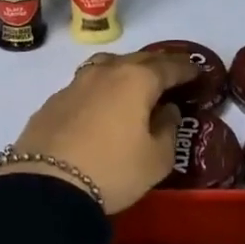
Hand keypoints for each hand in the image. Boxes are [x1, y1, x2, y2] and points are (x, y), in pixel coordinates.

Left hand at [0, 51, 193, 213]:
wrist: (46, 184)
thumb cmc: (113, 170)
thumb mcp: (156, 159)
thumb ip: (168, 130)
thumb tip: (167, 111)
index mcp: (137, 80)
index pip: (169, 66)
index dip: (186, 68)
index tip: (198, 70)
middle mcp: (106, 71)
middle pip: (138, 59)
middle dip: (158, 64)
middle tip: (171, 73)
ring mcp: (76, 83)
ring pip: (108, 66)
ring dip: (125, 70)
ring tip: (134, 83)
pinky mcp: (54, 100)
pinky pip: (86, 86)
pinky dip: (101, 90)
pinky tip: (101, 105)